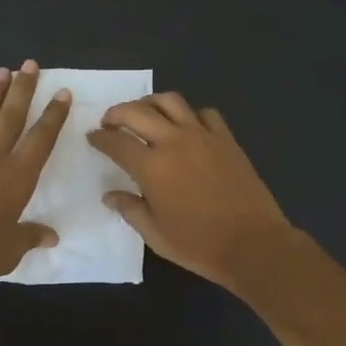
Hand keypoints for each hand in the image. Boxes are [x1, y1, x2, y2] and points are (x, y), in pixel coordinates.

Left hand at [0, 61, 71, 294]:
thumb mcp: (11, 250)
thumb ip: (31, 237)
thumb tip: (52, 237)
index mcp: (17, 177)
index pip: (42, 138)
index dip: (54, 115)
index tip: (62, 93)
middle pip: (12, 115)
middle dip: (24, 88)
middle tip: (30, 65)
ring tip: (2, 72)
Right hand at [88, 93, 297, 293]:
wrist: (252, 244)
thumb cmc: (198, 244)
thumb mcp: (155, 234)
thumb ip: (130, 209)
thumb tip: (110, 195)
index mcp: (151, 167)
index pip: (116, 142)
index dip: (100, 138)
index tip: (93, 137)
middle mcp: (174, 142)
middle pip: (138, 111)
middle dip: (117, 113)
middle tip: (110, 122)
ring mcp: (203, 136)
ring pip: (171, 101)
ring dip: (150, 103)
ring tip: (144, 114)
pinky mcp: (226, 139)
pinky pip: (204, 113)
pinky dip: (189, 114)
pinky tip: (186, 127)